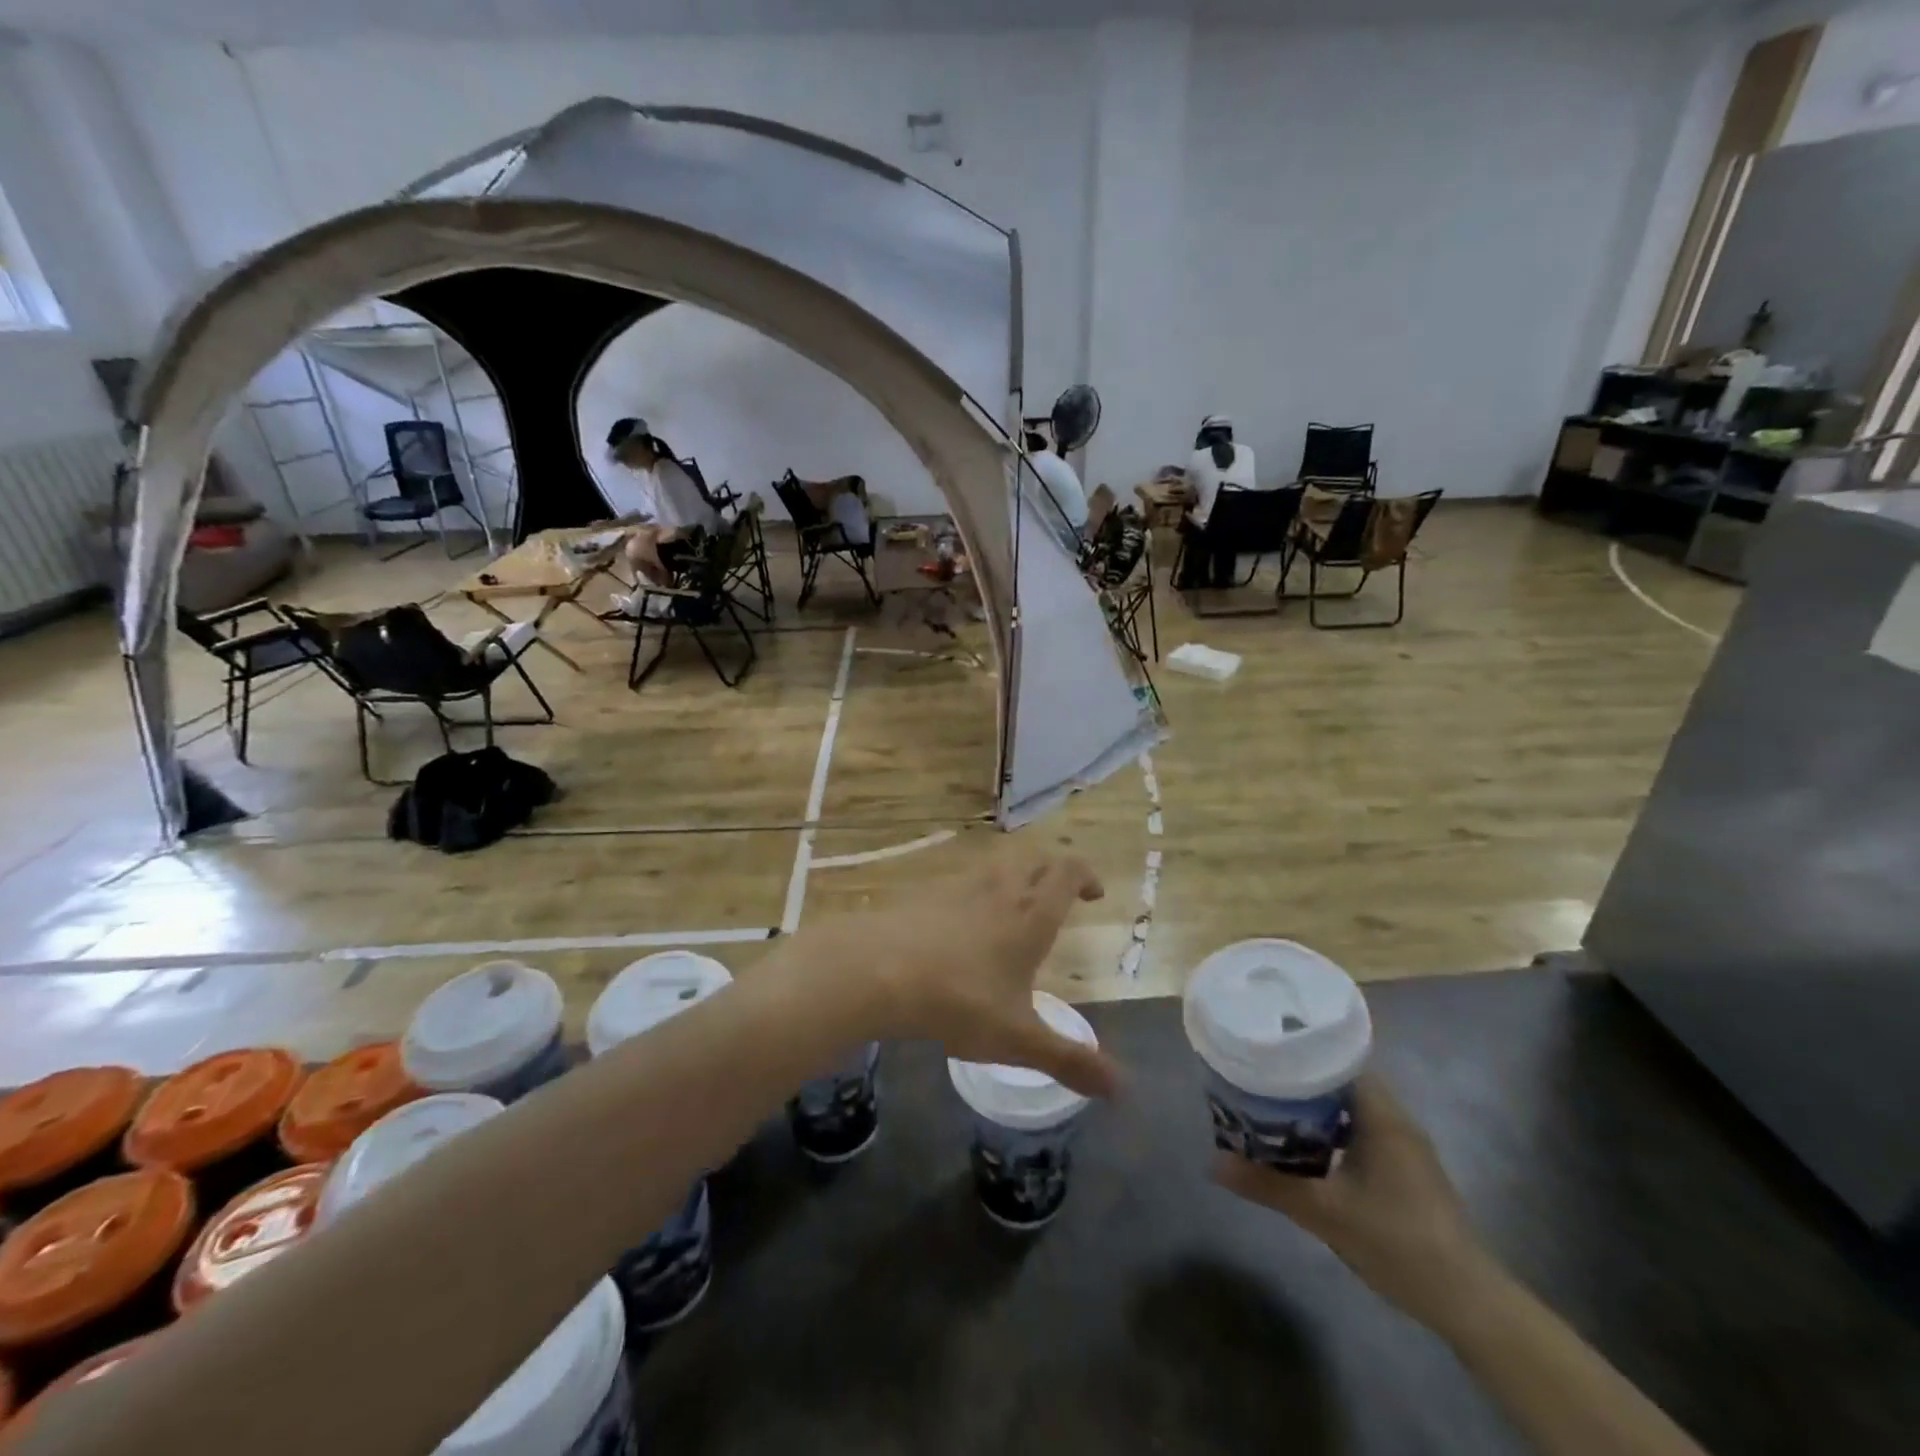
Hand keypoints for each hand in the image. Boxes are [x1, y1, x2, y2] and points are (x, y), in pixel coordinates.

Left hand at [798, 851, 1117, 1098]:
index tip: (1093, 892)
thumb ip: (1069, 1060)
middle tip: (1060, 895)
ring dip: (1015, 875)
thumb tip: (1122, 1089)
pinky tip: (964, 919)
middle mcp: (1000, 891)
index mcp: (1030, 916)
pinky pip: (961, 879)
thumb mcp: (1018, 1039)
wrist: (879, 970)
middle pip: (1035, 861)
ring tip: (1016, 904)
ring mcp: (959, 887)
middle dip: (1054, 872)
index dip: (1084, 875)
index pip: (1066, 873)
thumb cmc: (960, 1001)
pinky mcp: (925, 894)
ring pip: (997, 865)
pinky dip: (976, 889)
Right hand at [1212, 1074, 1485, 1323]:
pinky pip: (1360, 1133)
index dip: (1300, 1051)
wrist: (1467, 1302)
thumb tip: (1213, 1162)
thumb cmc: (1397, 1241)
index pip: (1338, 1060)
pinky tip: (1305, 1150)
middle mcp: (1396, 1121)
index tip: (1263, 1052)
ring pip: (1351, 1110)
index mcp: (1382, 1115)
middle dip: (1299, 1081)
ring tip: (1270, 1111)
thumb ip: (1268, 1184)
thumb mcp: (1324, 1212)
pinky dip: (1331, 1133)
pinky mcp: (1406, 1172)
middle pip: (1341, 1082)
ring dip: (1314, 1109)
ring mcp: (1404, 1148)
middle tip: (1256, 1082)